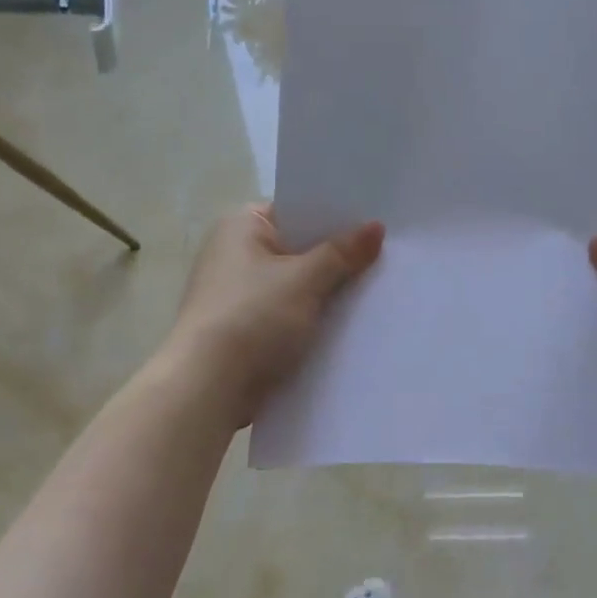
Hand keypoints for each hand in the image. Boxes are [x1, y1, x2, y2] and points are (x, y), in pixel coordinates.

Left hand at [167, 205, 384, 425]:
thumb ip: (342, 253)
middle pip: (298, 249)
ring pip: (295, 287)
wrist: (210, 387)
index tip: (375, 224)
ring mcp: (238, 296)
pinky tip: (347, 328)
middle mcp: (235, 255)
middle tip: (386, 258)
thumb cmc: (253, 318)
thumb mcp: (304, 280)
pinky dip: (311, 321)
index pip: (295, 210)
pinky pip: (288, 317)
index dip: (334, 216)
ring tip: (376, 293)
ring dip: (326, 294)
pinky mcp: (245, 332)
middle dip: (336, 259)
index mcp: (241, 227)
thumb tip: (375, 227)